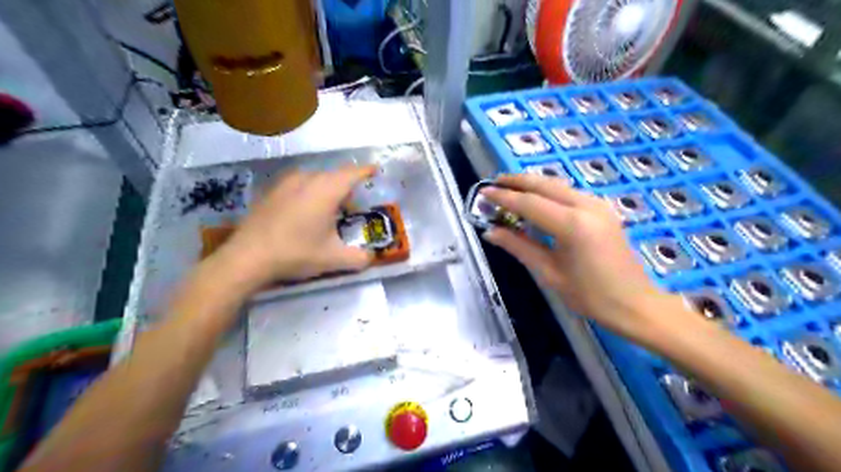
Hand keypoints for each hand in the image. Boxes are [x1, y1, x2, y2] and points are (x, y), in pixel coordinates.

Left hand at [210, 166, 377, 290]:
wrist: (247, 257)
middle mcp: (308, 179)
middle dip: (348, 186)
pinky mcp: (271, 191)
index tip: (376, 170)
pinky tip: (305, 212)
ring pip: (316, 178)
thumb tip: (371, 257)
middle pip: (335, 175)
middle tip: (353, 205)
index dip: (366, 171)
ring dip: (328, 188)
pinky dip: (310, 191)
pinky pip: (299, 184)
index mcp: (327, 190)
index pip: (353, 173)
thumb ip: (359, 258)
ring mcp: (286, 183)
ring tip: (330, 209)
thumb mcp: (333, 259)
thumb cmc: (296, 253)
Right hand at [483, 174, 678, 338]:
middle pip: (544, 184)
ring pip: (558, 185)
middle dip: (517, 181)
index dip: (504, 197)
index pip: (529, 203)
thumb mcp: (549, 273)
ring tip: (510, 187)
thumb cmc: (590, 295)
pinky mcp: (603, 209)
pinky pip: (569, 192)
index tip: (483, 192)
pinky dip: (549, 191)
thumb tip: (490, 232)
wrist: (635, 304)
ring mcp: (598, 205)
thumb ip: (519, 247)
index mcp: (572, 225)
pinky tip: (537, 198)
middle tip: (494, 183)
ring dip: (533, 184)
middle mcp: (586, 206)